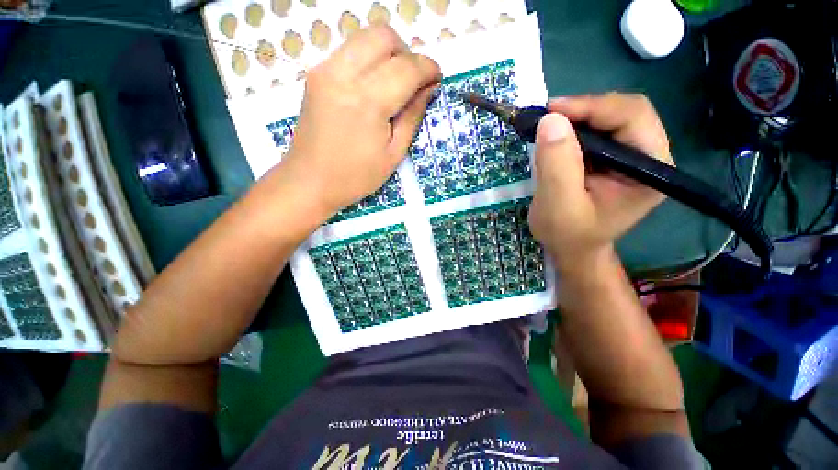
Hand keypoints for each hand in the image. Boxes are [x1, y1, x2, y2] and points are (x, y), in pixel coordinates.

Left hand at [276, 25, 440, 215]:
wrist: (310, 181)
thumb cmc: (356, 177)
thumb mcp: (394, 154)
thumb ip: (413, 116)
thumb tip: (429, 88)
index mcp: (368, 103)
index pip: (407, 67)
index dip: (428, 68)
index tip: (437, 79)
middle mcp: (344, 75)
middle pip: (384, 36)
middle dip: (408, 54)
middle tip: (414, 82)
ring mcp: (325, 70)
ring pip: (365, 37)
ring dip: (388, 53)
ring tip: (394, 84)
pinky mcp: (316, 74)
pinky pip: (349, 51)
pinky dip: (369, 60)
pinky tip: (372, 87)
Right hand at [528, 93, 672, 271]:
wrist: (571, 248)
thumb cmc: (568, 234)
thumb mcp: (558, 205)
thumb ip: (557, 165)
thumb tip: (551, 119)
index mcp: (650, 171)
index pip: (633, 118)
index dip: (593, 107)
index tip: (552, 111)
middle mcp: (649, 158)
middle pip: (625, 112)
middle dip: (584, 110)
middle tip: (548, 117)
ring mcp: (631, 157)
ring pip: (610, 118)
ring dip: (577, 118)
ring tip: (548, 126)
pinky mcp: (613, 159)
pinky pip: (597, 132)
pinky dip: (574, 129)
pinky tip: (556, 137)